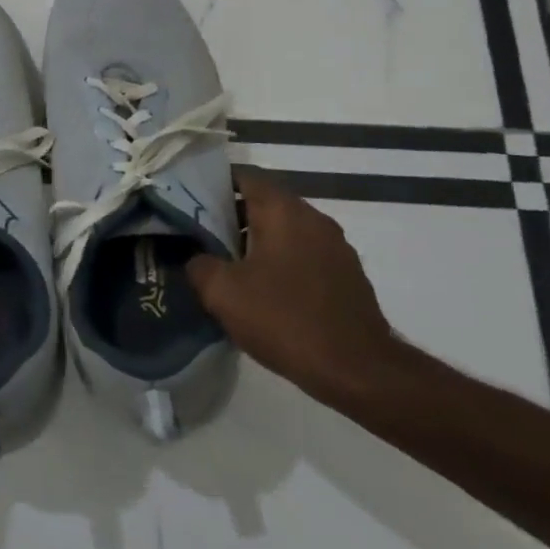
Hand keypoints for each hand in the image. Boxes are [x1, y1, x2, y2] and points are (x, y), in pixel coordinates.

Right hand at [186, 168, 400, 396]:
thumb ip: (199, 265)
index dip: (214, 183)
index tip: (190, 201)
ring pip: (286, 230)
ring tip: (230, 267)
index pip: (244, 176)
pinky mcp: (347, 275)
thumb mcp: (222, 293)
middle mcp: (313, 218)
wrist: (359, 371)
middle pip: (265, 202)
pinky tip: (266, 292)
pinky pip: (305, 255)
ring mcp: (336, 247)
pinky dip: (282, 262)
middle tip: (203, 237)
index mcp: (283, 210)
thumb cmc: (285, 320)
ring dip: (259, 241)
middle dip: (232, 216)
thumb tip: (198, 258)